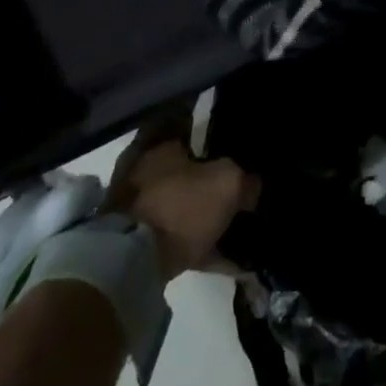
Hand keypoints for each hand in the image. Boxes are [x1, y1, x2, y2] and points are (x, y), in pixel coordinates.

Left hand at [106, 127, 257, 281]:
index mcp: (158, 144)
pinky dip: (205, 249)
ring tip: (239, 225)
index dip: (211, 129)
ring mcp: (138, 208)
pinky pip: (181, 240)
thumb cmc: (179, 207)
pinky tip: (233, 262)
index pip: (186, 122)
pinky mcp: (138, 243)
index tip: (233, 138)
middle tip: (239, 182)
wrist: (131, 264)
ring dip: (206, 214)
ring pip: (182, 204)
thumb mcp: (227, 183)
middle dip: (210, 175)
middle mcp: (143, 169)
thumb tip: (254, 184)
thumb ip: (246, 178)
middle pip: (184, 166)